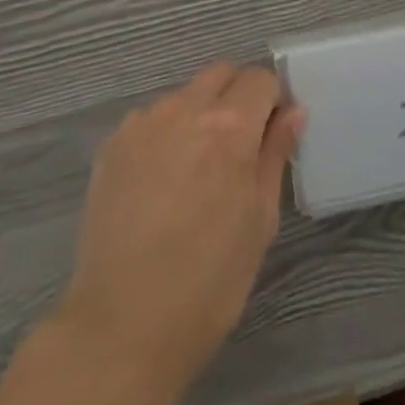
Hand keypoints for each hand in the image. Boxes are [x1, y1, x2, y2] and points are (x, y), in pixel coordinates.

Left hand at [56, 62, 304, 404]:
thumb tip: (292, 112)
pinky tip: (160, 182)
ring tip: (194, 170)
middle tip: (238, 147)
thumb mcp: (259, 223)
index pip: (260, 79)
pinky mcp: (112, 144)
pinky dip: (164, 134)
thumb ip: (275, 155)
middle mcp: (184, 109)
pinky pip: (150, 119)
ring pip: (183, 95)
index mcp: (229, 127)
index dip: (271, 102)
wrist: (120, 329)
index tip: (271, 134)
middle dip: (237, 97)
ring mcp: (143, 124)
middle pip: (221, 74)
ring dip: (198, 114)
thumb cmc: (207, 285)